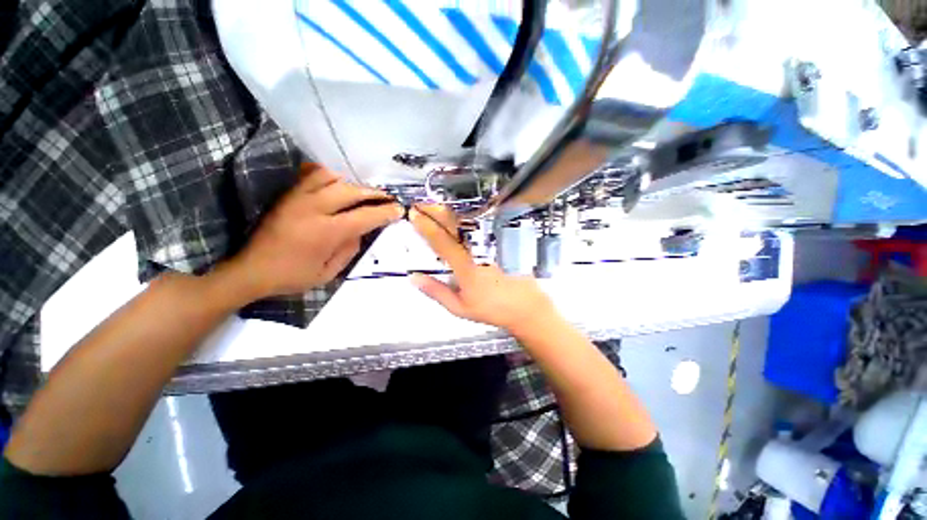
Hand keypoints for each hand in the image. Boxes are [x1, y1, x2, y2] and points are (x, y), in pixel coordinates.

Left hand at [229, 165, 403, 300]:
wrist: (251, 270)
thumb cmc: (292, 276)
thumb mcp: (329, 273)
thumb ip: (350, 250)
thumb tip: (362, 231)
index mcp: (326, 232)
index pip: (365, 216)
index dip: (385, 212)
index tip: (399, 209)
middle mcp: (313, 208)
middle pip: (352, 191)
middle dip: (374, 193)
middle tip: (387, 198)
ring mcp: (298, 197)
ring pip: (333, 178)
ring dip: (353, 184)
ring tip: (363, 193)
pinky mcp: (287, 194)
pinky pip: (312, 174)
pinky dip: (329, 176)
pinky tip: (337, 184)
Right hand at [408, 204, 557, 335]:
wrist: (526, 306)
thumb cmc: (492, 309)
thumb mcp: (459, 307)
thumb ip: (436, 291)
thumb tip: (414, 277)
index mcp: (466, 267)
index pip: (442, 242)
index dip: (427, 227)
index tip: (414, 215)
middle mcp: (479, 252)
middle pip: (456, 226)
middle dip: (437, 211)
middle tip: (422, 204)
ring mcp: (491, 246)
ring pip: (468, 224)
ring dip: (450, 213)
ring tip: (435, 206)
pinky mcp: (500, 245)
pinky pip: (480, 228)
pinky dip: (466, 219)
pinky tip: (459, 216)